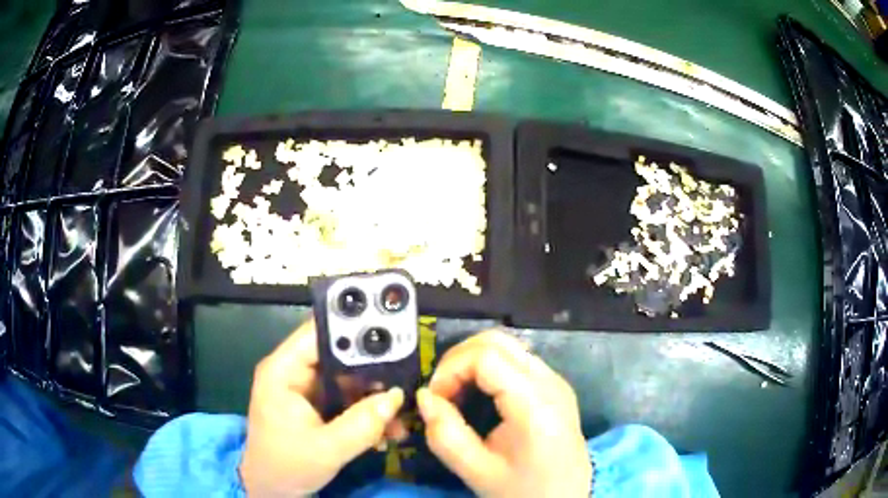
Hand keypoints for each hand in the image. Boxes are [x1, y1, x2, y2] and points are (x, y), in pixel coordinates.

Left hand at [239, 319, 404, 496]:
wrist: (271, 490)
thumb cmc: (287, 466)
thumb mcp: (327, 449)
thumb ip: (362, 424)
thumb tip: (396, 397)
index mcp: (283, 371)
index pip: (319, 334)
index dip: (353, 329)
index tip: (392, 333)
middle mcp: (293, 372)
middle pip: (338, 356)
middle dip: (373, 372)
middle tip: (405, 382)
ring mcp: (305, 390)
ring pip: (348, 380)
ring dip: (374, 398)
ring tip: (400, 418)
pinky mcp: (315, 406)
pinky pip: (347, 399)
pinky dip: (366, 412)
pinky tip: (385, 431)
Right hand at [417, 330, 590, 497]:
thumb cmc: (523, 491)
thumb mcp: (477, 472)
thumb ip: (445, 435)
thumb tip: (424, 397)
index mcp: (535, 404)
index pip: (486, 355)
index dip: (451, 369)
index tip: (434, 399)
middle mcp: (550, 382)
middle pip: (497, 341)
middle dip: (459, 359)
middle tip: (441, 393)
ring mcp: (556, 381)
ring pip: (507, 346)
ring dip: (473, 362)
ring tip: (456, 395)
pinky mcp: (555, 387)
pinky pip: (517, 360)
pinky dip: (489, 368)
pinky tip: (478, 395)